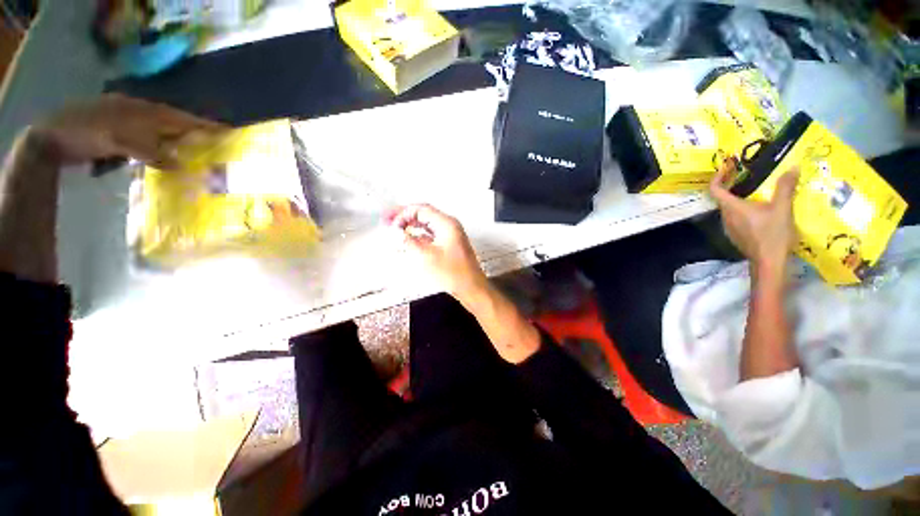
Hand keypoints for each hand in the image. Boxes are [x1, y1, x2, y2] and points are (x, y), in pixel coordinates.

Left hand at [30, 94, 224, 168]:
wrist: (50, 136)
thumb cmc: (87, 135)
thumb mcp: (121, 143)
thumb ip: (152, 153)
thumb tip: (182, 165)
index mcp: (142, 111)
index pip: (181, 118)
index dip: (203, 124)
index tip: (227, 130)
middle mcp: (138, 112)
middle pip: (173, 121)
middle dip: (194, 131)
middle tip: (214, 143)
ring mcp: (126, 120)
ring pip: (160, 129)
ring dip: (176, 140)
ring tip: (192, 151)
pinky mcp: (117, 131)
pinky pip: (146, 138)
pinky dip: (158, 146)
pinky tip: (160, 156)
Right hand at [385, 204, 487, 300]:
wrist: (471, 287)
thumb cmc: (453, 273)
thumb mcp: (427, 256)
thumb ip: (408, 242)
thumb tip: (394, 232)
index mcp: (447, 224)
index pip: (421, 209)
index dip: (403, 213)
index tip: (390, 224)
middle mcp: (449, 226)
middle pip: (424, 214)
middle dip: (405, 216)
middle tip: (387, 220)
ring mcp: (450, 235)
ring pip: (426, 224)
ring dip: (411, 225)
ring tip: (395, 228)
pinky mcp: (449, 245)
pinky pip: (430, 235)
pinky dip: (418, 235)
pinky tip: (409, 240)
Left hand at [710, 161, 798, 273]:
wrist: (769, 262)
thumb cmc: (773, 234)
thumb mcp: (782, 208)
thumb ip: (785, 187)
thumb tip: (792, 167)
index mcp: (732, 208)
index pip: (715, 189)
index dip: (717, 177)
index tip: (727, 167)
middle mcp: (726, 217)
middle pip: (722, 197)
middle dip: (731, 184)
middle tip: (745, 174)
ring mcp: (730, 227)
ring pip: (729, 208)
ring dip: (738, 196)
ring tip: (755, 188)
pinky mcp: (736, 235)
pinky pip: (736, 217)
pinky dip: (743, 208)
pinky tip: (759, 208)